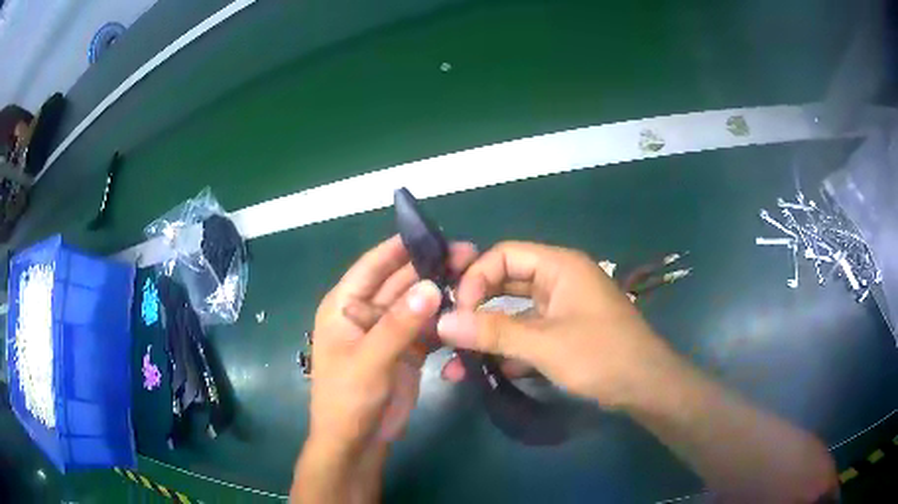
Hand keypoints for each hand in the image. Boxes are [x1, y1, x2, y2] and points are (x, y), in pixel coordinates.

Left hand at [307, 236, 476, 452]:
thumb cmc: (348, 399)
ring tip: (476, 277)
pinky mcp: (407, 351)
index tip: (433, 232)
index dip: (400, 247)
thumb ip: (399, 324)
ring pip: (418, 303)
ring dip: (442, 291)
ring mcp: (389, 332)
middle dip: (430, 268)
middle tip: (469, 253)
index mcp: (345, 306)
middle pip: (400, 281)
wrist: (357, 443)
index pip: (373, 266)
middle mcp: (367, 312)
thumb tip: (431, 286)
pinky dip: (445, 320)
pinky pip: (428, 327)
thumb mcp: (369, 360)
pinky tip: (468, 310)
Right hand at [436, 241, 672, 408]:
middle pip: (506, 283)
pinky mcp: (563, 333)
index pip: (504, 255)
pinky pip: (527, 333)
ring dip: (488, 334)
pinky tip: (487, 372)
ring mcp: (561, 308)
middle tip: (449, 332)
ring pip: (514, 313)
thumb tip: (443, 322)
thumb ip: (493, 331)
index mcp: (559, 266)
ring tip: (458, 361)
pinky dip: (508, 350)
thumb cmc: (601, 355)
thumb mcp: (545, 344)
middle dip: (476, 307)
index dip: (476, 278)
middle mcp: (559, 281)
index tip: (458, 311)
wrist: (645, 387)